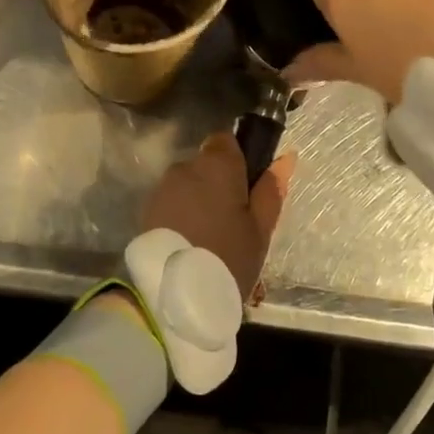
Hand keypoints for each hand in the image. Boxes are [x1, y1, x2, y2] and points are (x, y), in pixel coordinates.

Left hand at [141, 132, 293, 301]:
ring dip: (198, 200)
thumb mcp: (261, 228)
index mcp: (218, 165)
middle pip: (205, 164)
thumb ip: (271, 188)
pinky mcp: (147, 211)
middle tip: (232, 221)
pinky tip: (190, 242)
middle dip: (217, 184)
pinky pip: (171, 203)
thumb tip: (286, 157)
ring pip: (187, 185)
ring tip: (209, 237)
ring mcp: (162, 189)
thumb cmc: (229, 256)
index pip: (225, 139)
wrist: (176, 294)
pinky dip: (181, 215)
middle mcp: (186, 167)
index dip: (237, 159)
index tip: (246, 187)